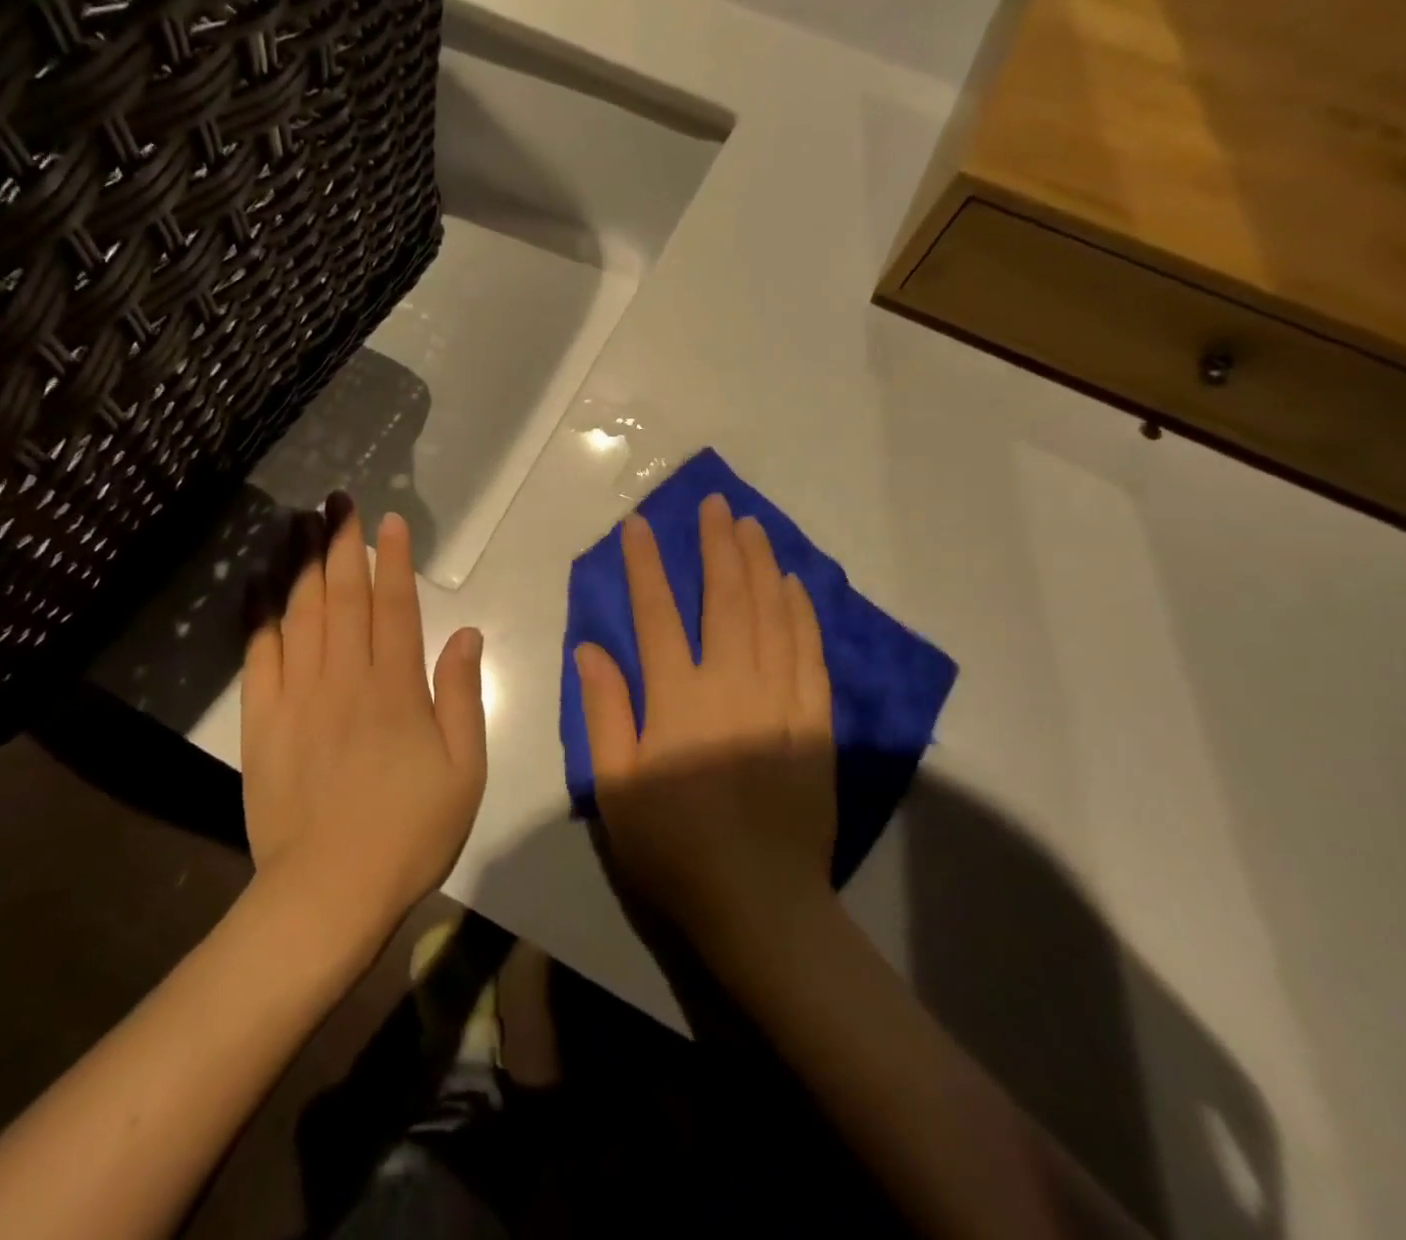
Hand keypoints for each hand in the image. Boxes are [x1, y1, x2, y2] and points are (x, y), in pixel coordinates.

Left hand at [241, 498, 487, 957]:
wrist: (328, 892)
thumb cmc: (410, 831)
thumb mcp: (464, 769)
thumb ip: (462, 695)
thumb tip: (465, 632)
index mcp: (396, 688)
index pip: (394, 606)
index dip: (393, 560)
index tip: (389, 520)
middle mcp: (345, 679)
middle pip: (342, 597)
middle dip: (342, 543)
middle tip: (338, 500)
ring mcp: (298, 697)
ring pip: (299, 614)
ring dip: (302, 563)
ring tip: (301, 522)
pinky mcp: (262, 721)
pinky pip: (258, 655)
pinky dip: (258, 615)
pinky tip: (258, 584)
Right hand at [575, 493, 835, 952]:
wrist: (761, 903)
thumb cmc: (674, 847)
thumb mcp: (616, 786)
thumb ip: (603, 712)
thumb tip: (590, 649)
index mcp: (678, 698)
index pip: (656, 613)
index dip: (645, 564)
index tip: (638, 524)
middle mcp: (732, 683)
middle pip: (726, 597)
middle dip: (716, 544)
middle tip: (714, 503)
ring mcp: (780, 698)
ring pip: (772, 613)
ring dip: (760, 563)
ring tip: (752, 525)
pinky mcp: (815, 720)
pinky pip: (810, 651)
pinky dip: (801, 611)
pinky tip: (795, 585)